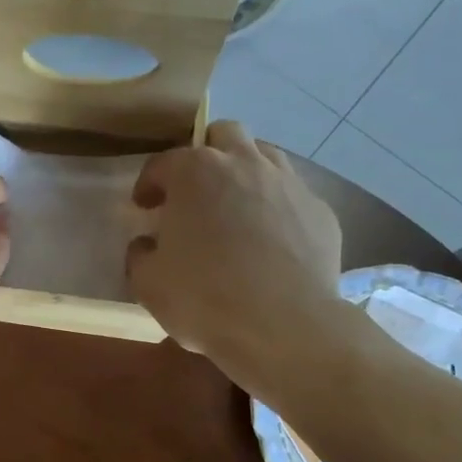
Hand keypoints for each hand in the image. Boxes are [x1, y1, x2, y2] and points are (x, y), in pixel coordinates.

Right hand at [126, 121, 347, 390]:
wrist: (284, 327)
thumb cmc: (204, 299)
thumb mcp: (148, 283)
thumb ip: (140, 255)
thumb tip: (147, 244)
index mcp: (195, 173)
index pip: (163, 163)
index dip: (149, 184)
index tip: (144, 206)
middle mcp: (244, 163)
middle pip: (223, 134)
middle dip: (205, 154)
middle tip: (194, 191)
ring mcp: (289, 183)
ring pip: (264, 155)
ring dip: (245, 171)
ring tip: (235, 207)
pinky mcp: (321, 211)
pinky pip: (293, 195)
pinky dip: (276, 206)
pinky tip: (271, 239)